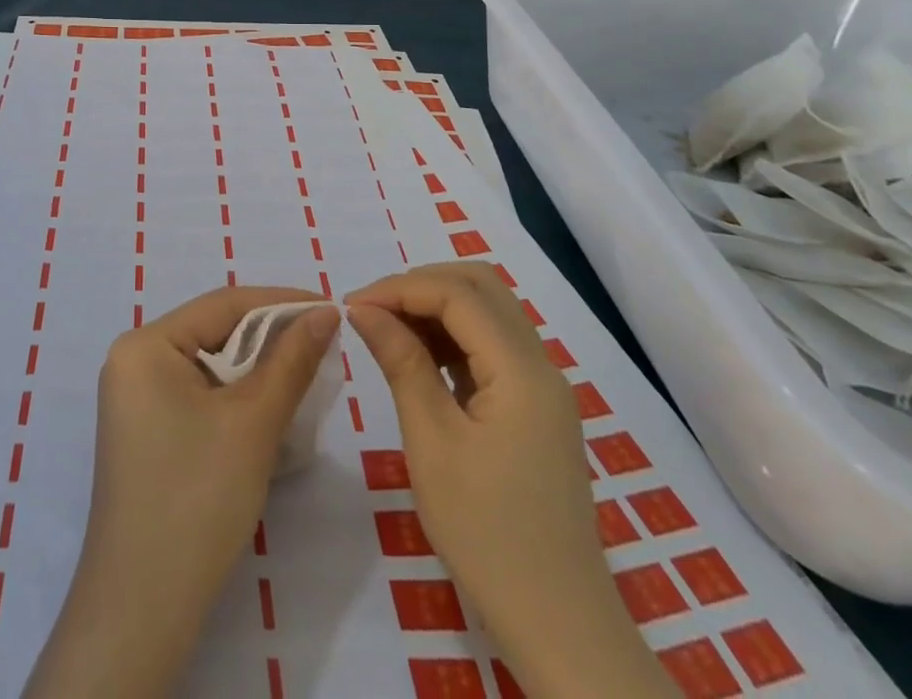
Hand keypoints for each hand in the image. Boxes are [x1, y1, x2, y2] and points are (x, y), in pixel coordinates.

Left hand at [23, 285, 339, 698]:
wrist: (143, 607)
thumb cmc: (197, 498)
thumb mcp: (253, 422)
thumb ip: (291, 360)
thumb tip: (325, 312)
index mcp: (145, 344)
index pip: (222, 304)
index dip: (280, 302)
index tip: (331, 305)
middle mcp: (133, 361)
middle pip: (213, 332)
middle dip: (269, 337)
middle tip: (324, 341)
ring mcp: (135, 399)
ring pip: (209, 366)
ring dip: (256, 370)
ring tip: (306, 371)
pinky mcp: (145, 433)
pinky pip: (197, 395)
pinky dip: (235, 397)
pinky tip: (269, 408)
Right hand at [347, 263, 676, 698]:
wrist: (559, 625)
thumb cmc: (487, 535)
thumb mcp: (432, 444)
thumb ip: (401, 363)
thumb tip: (363, 309)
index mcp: (522, 371)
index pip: (457, 294)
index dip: (400, 288)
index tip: (352, 306)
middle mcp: (541, 365)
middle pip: (480, 286)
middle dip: (420, 285)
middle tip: (372, 311)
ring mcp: (543, 387)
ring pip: (488, 310)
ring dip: (436, 306)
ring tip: (387, 331)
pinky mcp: (536, 407)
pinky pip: (492, 345)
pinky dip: (452, 335)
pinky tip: (419, 358)